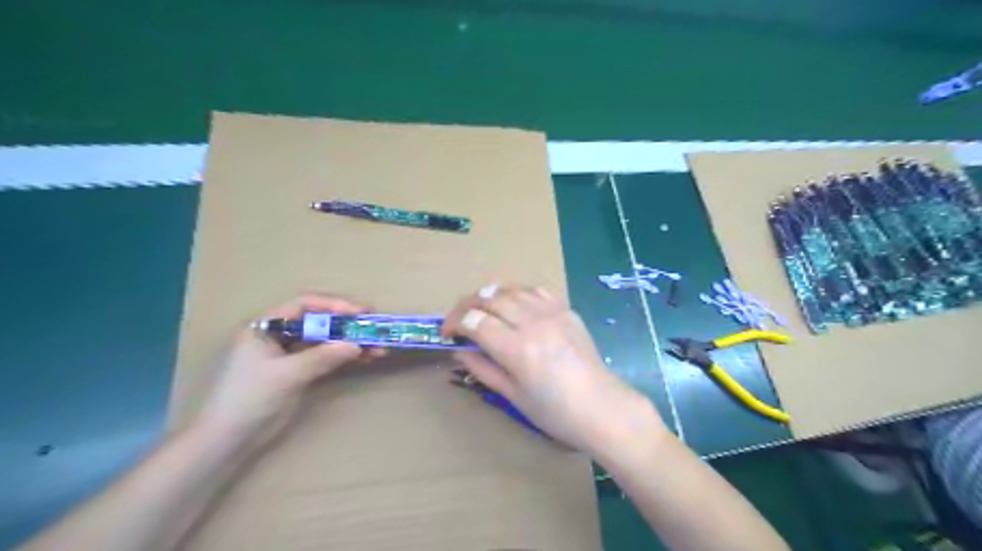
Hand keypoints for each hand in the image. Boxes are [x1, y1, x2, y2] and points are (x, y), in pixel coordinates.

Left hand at [196, 293, 377, 447]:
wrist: (228, 440)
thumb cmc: (249, 399)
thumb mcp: (286, 375)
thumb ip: (322, 357)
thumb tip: (356, 345)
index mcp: (265, 326)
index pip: (304, 305)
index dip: (333, 305)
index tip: (360, 312)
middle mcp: (278, 334)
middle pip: (318, 321)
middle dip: (347, 324)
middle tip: (373, 326)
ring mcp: (289, 353)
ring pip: (325, 340)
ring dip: (351, 342)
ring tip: (378, 347)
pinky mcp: (298, 371)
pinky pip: (326, 357)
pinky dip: (345, 357)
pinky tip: (365, 358)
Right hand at [448, 285, 667, 455]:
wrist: (603, 408)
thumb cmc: (555, 413)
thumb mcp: (513, 396)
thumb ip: (483, 368)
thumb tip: (458, 350)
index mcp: (518, 349)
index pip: (475, 321)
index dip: (453, 322)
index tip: (446, 333)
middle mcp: (534, 323)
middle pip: (490, 299)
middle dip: (466, 305)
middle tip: (458, 318)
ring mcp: (553, 313)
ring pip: (512, 289)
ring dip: (490, 295)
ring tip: (481, 308)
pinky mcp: (567, 310)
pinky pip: (536, 290)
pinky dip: (518, 293)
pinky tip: (514, 304)